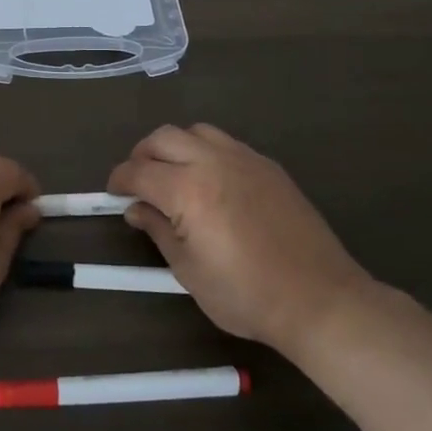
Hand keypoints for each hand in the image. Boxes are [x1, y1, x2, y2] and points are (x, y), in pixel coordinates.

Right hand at [109, 123, 372, 357]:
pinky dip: (206, 151)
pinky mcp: (268, 166)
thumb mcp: (189, 272)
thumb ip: (158, 231)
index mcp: (188, 190)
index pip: (139, 171)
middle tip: (138, 181)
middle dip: (142, 154)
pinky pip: (226, 143)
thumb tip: (136, 210)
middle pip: (163, 138)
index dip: (119, 180)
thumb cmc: (246, 295)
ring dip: (175, 146)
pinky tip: (211, 181)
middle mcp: (213, 162)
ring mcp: (244, 159)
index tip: (113, 192)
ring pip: (196, 131)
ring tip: (173, 174)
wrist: (318, 299)